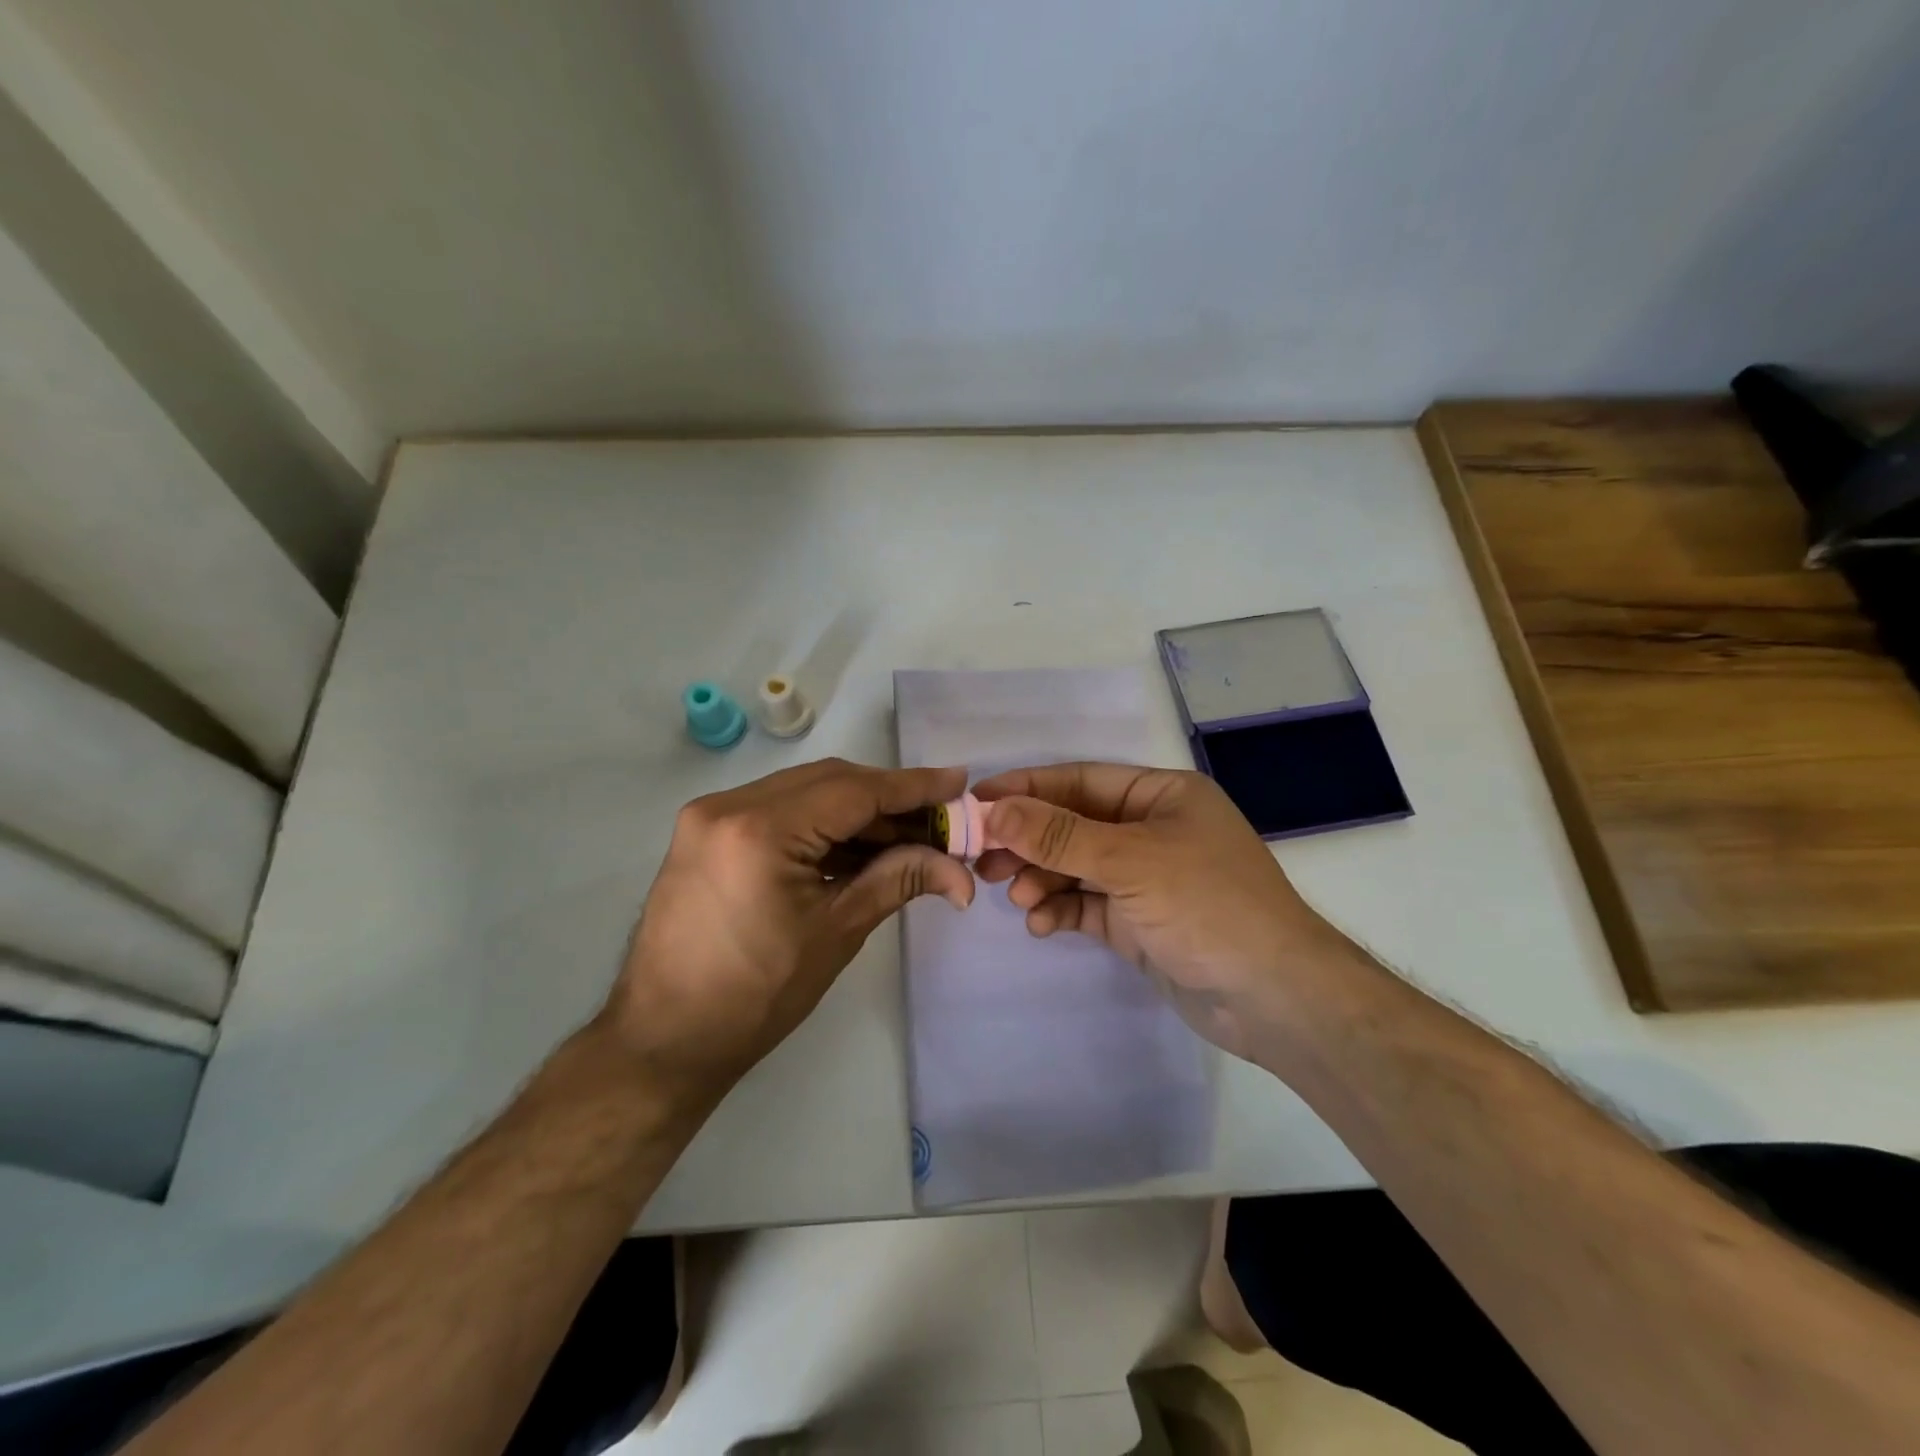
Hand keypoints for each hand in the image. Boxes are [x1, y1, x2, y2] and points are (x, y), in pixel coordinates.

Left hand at [605, 759, 973, 1100]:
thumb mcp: (837, 932)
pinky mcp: (705, 832)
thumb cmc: (756, 997)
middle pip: (829, 781)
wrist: (663, 1040)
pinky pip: (778, 810)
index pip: (854, 791)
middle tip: (937, 818)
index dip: (912, 787)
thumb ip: (899, 880)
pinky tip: (857, 846)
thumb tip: (961, 872)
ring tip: (906, 836)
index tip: (958, 782)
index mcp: (760, 829)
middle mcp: (728, 805)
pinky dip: (821, 824)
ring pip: (804, 792)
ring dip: (856, 811)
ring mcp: (710, 815)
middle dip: (888, 798)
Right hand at [973, 763, 1353, 1060]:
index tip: (977, 801)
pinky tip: (1040, 924)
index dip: (1028, 788)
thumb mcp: (1131, 861)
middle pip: (1073, 824)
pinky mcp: (1138, 921)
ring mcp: (1145, 878)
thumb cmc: (1208, 905)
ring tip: (1014, 895)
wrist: (1273, 998)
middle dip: (1029, 840)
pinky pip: (1087, 905)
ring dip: (1042, 878)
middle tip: (983, 858)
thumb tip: (994, 810)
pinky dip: (1061, 910)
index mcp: (1161, 796)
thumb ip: (1059, 835)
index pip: (1081, 780)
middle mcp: (1151, 829)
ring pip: (1076, 867)